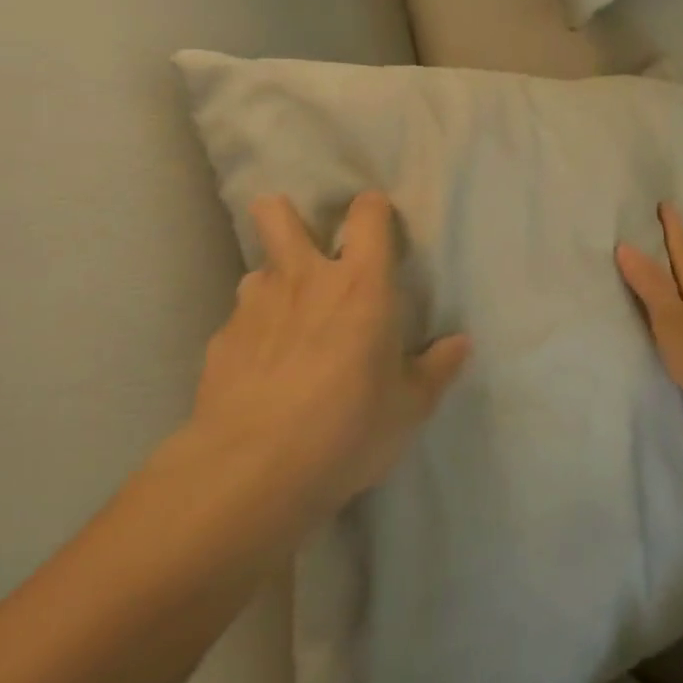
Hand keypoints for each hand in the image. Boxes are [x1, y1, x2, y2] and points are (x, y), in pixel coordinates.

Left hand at [185, 191, 470, 516]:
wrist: (251, 471)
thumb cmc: (347, 428)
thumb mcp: (408, 409)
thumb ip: (436, 370)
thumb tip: (461, 344)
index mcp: (361, 284)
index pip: (368, 216)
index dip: (373, 210)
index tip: (378, 222)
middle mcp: (305, 280)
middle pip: (279, 216)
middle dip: (283, 215)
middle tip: (302, 242)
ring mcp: (256, 306)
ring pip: (258, 270)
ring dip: (273, 284)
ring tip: (284, 318)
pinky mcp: (221, 341)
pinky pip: (239, 319)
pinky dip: (252, 332)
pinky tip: (257, 368)